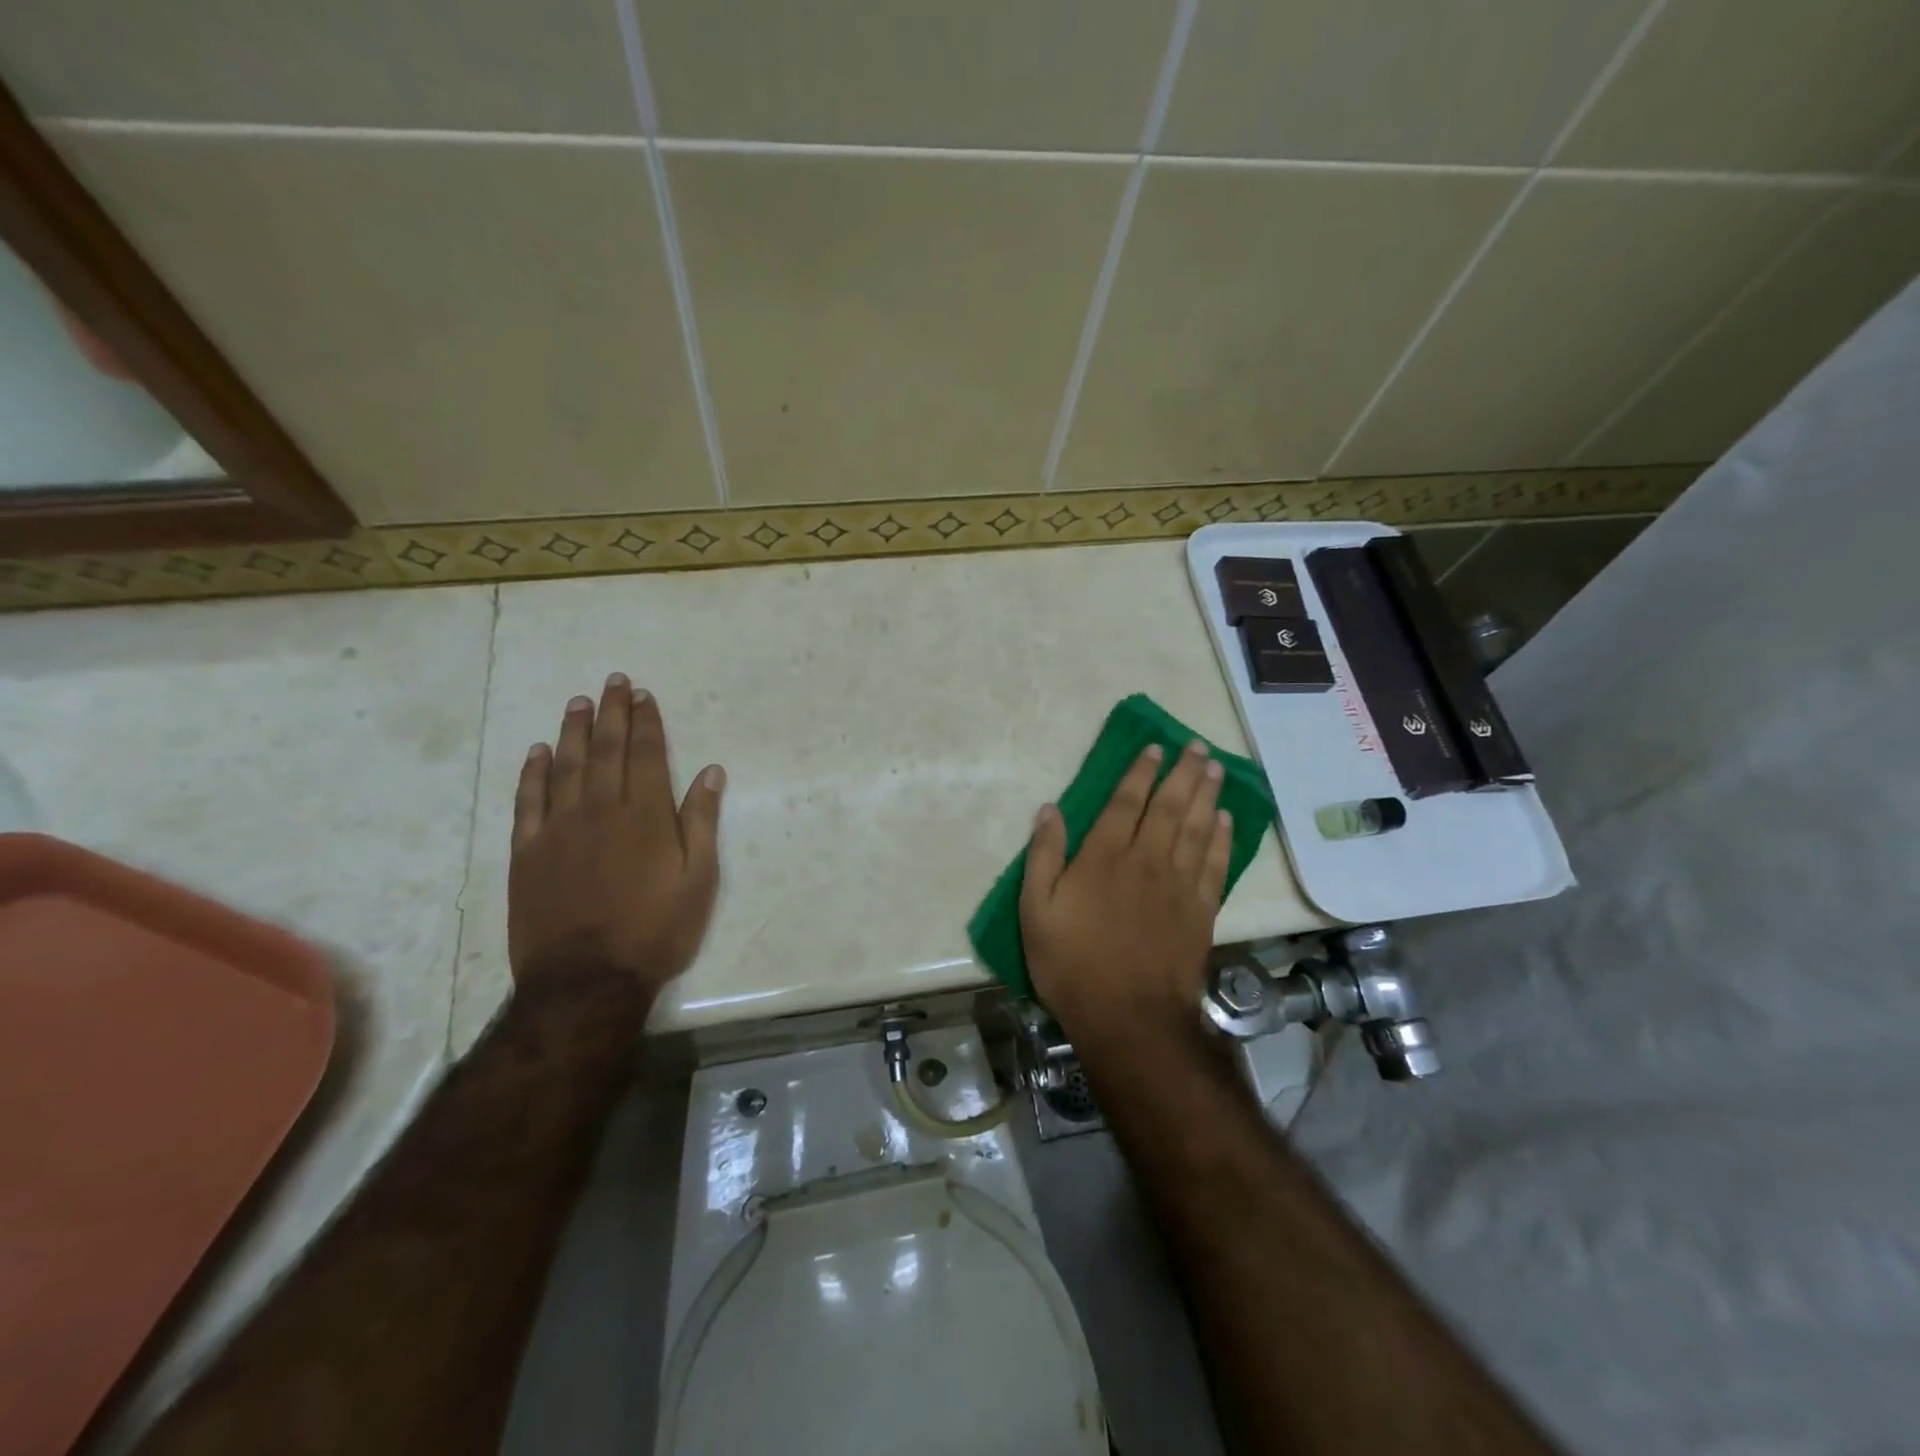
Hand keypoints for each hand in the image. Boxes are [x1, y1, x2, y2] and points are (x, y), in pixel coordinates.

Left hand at [508, 673, 723, 998]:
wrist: (586, 980)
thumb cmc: (656, 930)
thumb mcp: (699, 879)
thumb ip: (701, 821)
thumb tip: (710, 772)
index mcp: (645, 815)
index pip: (645, 754)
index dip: (646, 722)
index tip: (644, 696)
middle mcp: (600, 809)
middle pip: (606, 750)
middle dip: (612, 713)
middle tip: (614, 682)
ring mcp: (558, 829)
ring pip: (566, 766)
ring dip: (574, 731)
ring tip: (579, 702)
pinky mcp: (527, 852)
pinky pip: (529, 801)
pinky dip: (534, 773)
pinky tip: (538, 752)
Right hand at [1020, 740, 1230, 1041]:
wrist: (1128, 1017)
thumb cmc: (1072, 963)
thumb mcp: (1035, 911)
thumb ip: (1043, 856)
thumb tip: (1049, 810)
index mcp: (1104, 857)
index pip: (1127, 802)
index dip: (1141, 772)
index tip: (1156, 748)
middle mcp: (1146, 860)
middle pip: (1170, 806)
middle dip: (1183, 773)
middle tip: (1198, 746)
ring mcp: (1178, 885)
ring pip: (1197, 827)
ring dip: (1207, 794)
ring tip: (1216, 769)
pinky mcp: (1201, 910)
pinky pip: (1215, 863)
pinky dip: (1222, 838)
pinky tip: (1226, 820)